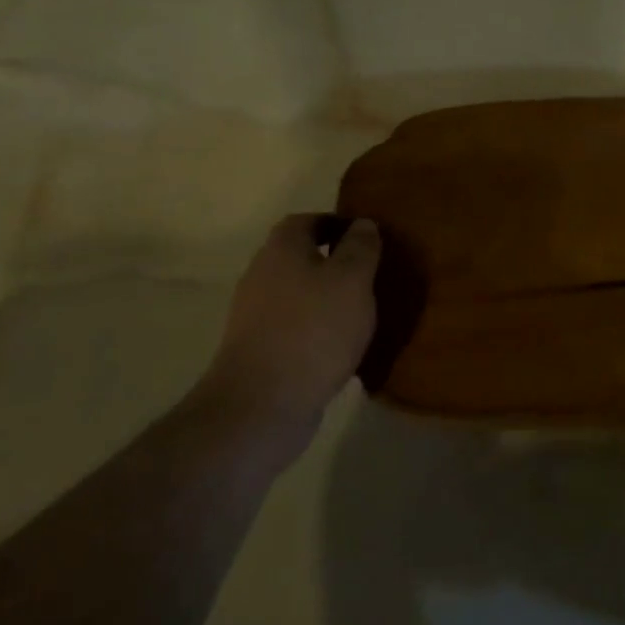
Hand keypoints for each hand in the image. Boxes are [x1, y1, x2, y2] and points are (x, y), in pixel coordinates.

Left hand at [196, 214, 380, 430]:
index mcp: (281, 249)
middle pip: (299, 257)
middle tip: (369, 276)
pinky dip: (316, 328)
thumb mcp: (352, 280)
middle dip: (332, 262)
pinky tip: (340, 345)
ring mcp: (255, 315)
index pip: (307, 220)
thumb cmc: (314, 329)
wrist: (263, 404)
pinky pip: (293, 326)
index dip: (336, 224)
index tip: (366, 238)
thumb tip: (362, 224)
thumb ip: (360, 248)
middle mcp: (261, 275)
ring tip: (360, 312)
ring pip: (297, 293)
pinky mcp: (258, 349)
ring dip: (325, 297)